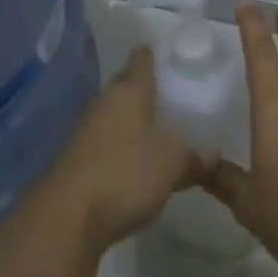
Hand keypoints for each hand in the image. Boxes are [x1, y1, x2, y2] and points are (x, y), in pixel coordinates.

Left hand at [28, 48, 206, 253]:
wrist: (64, 220)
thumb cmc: (125, 174)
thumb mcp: (173, 164)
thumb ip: (195, 156)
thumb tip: (212, 154)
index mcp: (128, 92)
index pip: (142, 60)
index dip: (156, 55)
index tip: (172, 56)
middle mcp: (103, 104)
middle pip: (125, 86)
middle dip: (146, 90)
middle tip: (174, 96)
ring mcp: (84, 133)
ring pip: (115, 117)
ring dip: (133, 122)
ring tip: (161, 130)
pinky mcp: (75, 162)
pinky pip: (105, 144)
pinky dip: (121, 148)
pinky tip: (137, 163)